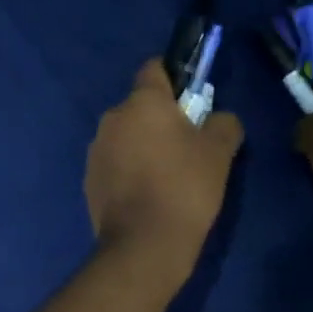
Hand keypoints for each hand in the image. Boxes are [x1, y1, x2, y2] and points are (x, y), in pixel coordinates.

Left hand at [85, 60, 243, 279]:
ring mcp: (95, 148)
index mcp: (142, 102)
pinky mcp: (88, 177)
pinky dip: (128, 169)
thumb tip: (219, 119)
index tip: (190, 98)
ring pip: (125, 135)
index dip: (173, 78)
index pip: (153, 69)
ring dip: (142, 145)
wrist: (143, 243)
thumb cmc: (185, 187)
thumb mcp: (219, 152)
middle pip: (139, 107)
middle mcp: (112, 117)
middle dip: (160, 119)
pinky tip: (146, 194)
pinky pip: (114, 162)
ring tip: (166, 175)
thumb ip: (223, 123)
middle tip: (186, 146)